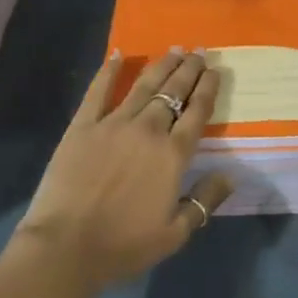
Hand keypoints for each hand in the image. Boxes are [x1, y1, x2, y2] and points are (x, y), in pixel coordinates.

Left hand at [16, 49, 231, 291]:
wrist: (66, 247)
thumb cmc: (123, 246)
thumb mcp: (174, 234)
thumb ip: (204, 202)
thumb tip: (230, 175)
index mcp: (173, 155)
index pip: (197, 112)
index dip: (208, 88)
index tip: (215, 70)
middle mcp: (148, 130)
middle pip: (174, 91)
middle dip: (189, 69)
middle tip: (199, 51)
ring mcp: (114, 123)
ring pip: (144, 85)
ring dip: (161, 65)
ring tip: (174, 49)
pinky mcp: (83, 125)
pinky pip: (98, 90)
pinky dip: (109, 70)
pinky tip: (118, 54)